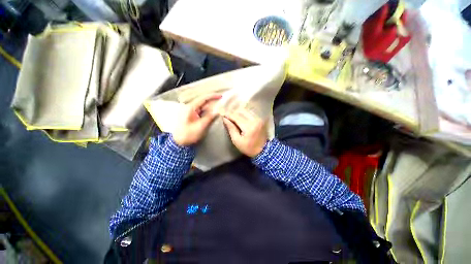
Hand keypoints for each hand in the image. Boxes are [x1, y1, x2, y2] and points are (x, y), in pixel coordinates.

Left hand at [172, 94, 221, 145]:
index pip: (203, 98)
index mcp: (191, 108)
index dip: (213, 96)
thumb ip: (209, 117)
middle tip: (223, 102)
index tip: (221, 96)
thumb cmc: (188, 134)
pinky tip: (214, 113)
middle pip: (204, 102)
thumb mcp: (200, 126)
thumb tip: (218, 111)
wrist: (179, 142)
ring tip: (220, 107)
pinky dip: (208, 112)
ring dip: (212, 107)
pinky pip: (202, 111)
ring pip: (204, 107)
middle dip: (213, 101)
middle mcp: (191, 107)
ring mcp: (191, 112)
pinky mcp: (193, 116)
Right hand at [223, 108, 267, 156]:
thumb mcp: (237, 141)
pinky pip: (251, 113)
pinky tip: (240, 117)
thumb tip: (225, 119)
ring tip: (233, 116)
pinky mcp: (261, 119)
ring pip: (246, 111)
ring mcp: (259, 119)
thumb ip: (231, 129)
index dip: (228, 115)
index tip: (222, 115)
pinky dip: (244, 113)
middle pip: (241, 111)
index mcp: (249, 127)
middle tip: (227, 116)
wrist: (263, 150)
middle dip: (233, 112)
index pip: (236, 117)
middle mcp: (255, 120)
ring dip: (238, 112)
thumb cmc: (248, 148)